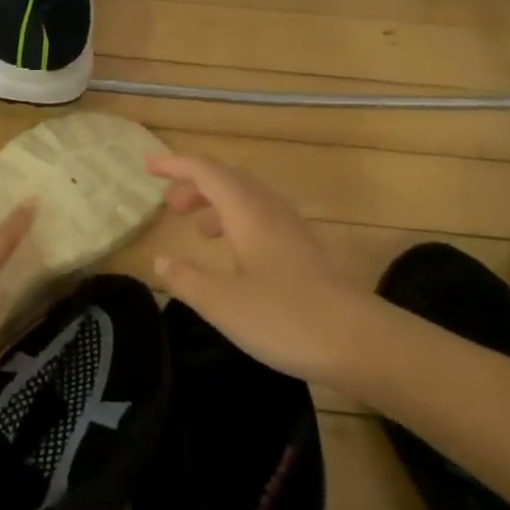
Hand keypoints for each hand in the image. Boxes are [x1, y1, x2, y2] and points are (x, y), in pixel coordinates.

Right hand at [148, 153, 363, 383]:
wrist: (362, 344)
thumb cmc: (286, 319)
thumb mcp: (222, 304)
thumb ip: (186, 279)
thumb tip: (160, 261)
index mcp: (248, 213)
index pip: (206, 172)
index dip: (175, 165)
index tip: (147, 167)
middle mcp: (270, 212)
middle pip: (229, 179)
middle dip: (195, 184)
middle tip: (169, 208)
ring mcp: (292, 231)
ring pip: (247, 198)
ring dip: (217, 203)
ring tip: (196, 229)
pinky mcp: (304, 252)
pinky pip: (261, 218)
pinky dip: (236, 222)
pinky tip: (232, 254)